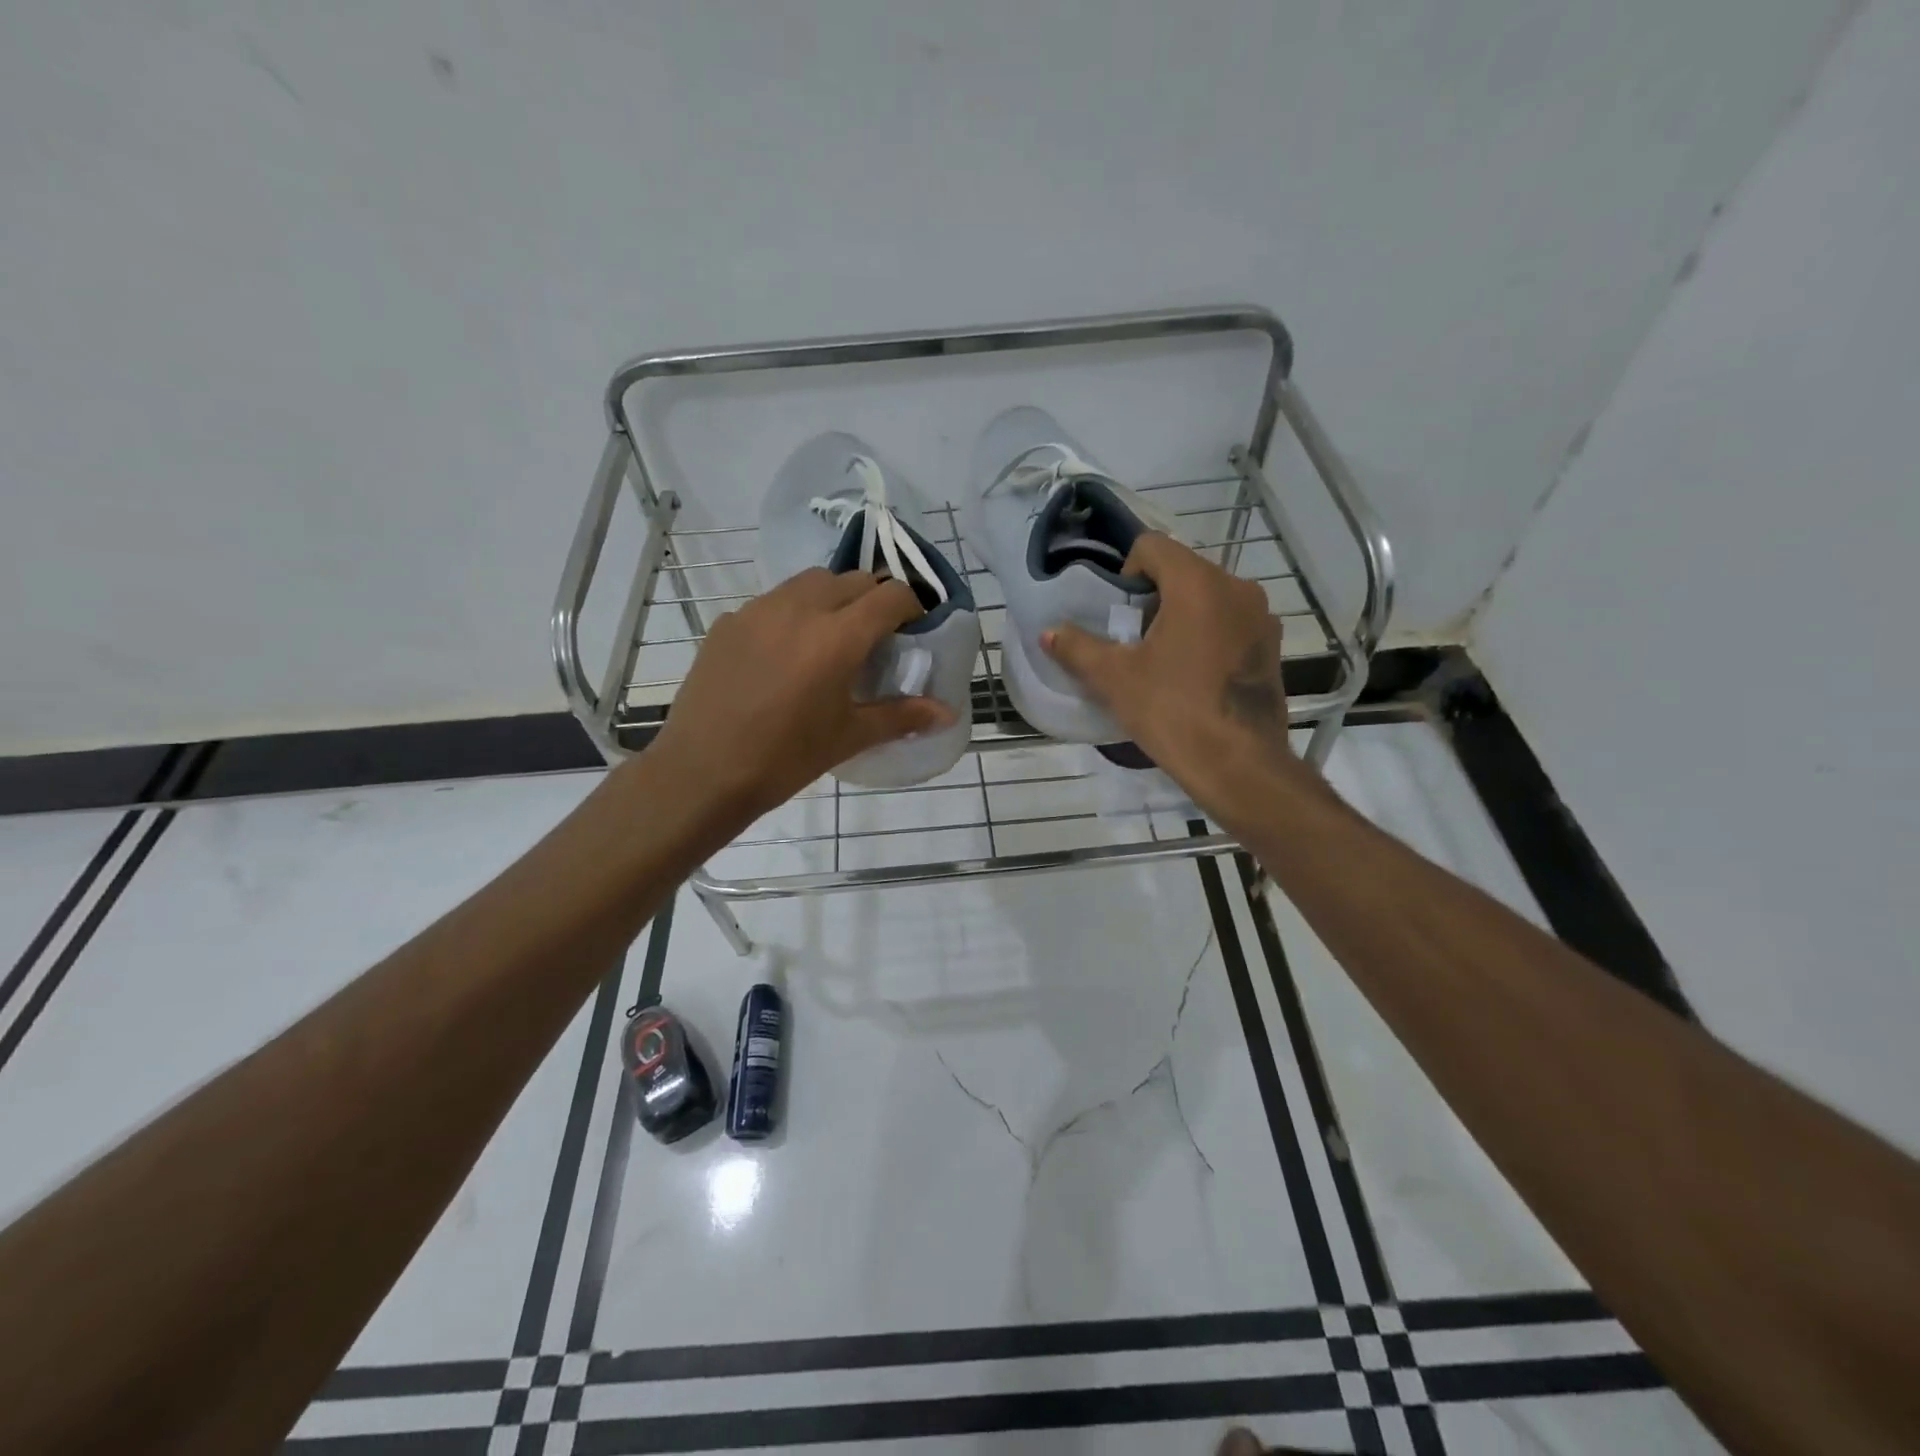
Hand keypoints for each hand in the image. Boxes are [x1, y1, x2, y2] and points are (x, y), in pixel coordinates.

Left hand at [648, 569, 953, 824]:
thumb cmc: (786, 758)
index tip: (914, 627)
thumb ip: (902, 716)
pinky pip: (772, 602)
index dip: (911, 604)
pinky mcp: (728, 622)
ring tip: (831, 636)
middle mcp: (800, 609)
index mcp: (838, 636)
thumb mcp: (849, 736)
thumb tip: (948, 713)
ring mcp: (758, 611)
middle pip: (852, 579)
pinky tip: (785, 653)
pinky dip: (792, 613)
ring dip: (832, 597)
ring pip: (809, 582)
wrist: (703, 772)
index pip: (890, 595)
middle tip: (877, 635)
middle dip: (873, 598)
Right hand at [1042, 534, 1297, 811]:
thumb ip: (1078, 648)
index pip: (1152, 546)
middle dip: (1152, 600)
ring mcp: (1261, 618)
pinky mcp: (1271, 646)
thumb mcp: (1114, 678)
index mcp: (1198, 583)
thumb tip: (1048, 632)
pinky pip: (1230, 623)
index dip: (1126, 574)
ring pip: (1208, 598)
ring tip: (1163, 662)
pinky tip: (1194, 677)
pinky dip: (1207, 636)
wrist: (1238, 766)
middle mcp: (1237, 588)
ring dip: (1180, 617)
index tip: (1119, 616)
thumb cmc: (1172, 712)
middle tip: (1134, 644)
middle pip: (1181, 571)